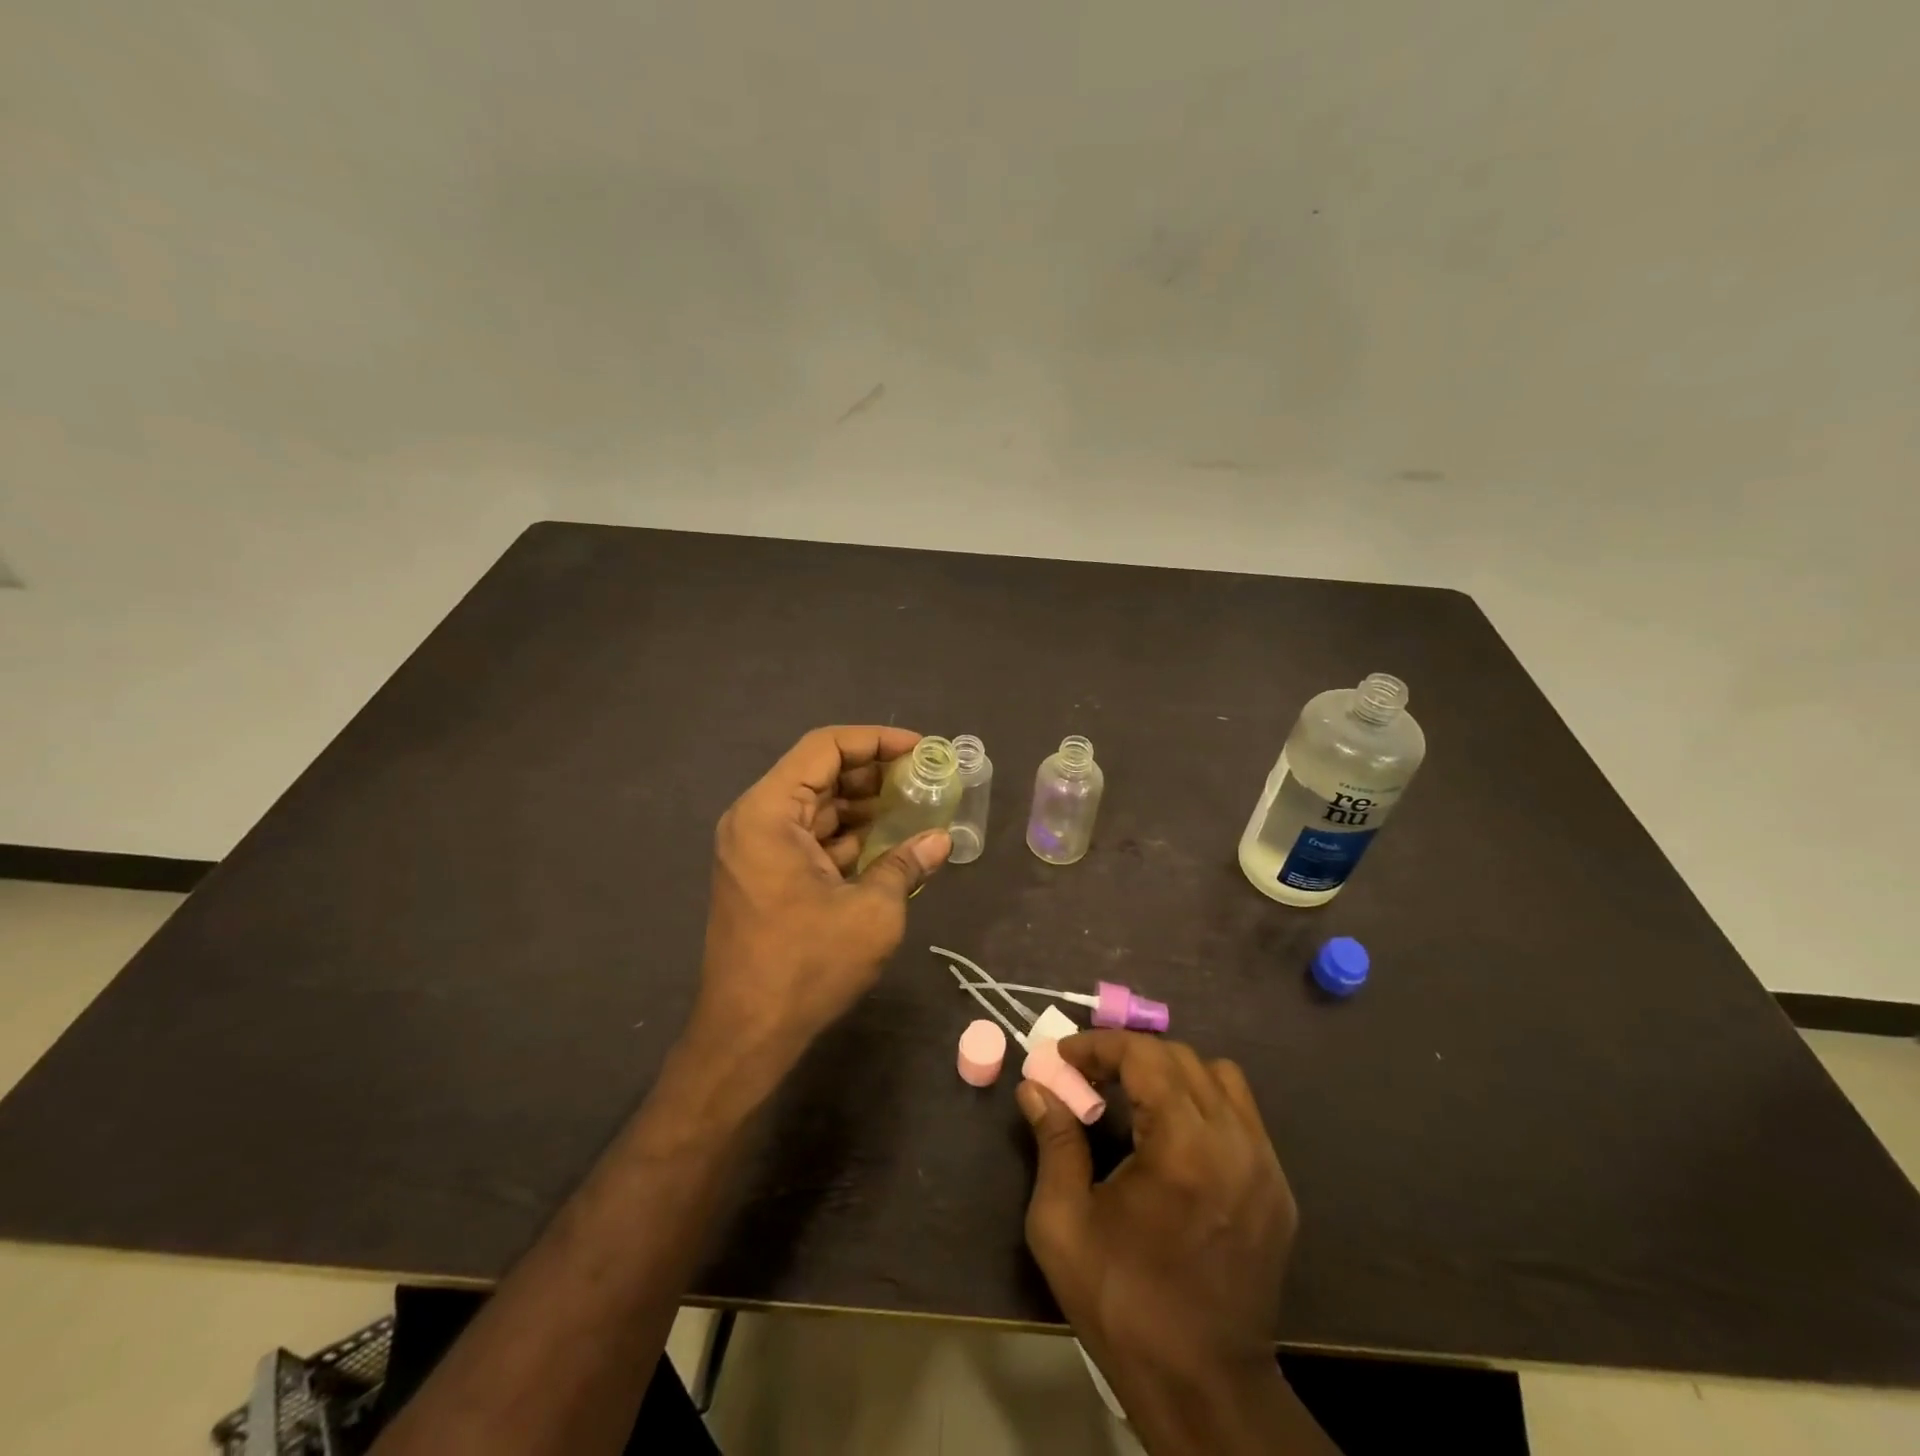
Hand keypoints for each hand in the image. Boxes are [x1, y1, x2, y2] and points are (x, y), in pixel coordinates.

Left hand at [695, 725, 950, 1053]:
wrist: (747, 1034)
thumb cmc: (807, 965)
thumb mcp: (871, 911)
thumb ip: (906, 864)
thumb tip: (941, 840)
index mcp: (769, 813)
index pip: (824, 748)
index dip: (875, 740)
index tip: (919, 748)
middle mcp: (755, 820)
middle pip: (819, 774)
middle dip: (873, 773)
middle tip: (923, 778)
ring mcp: (756, 850)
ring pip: (816, 807)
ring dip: (862, 805)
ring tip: (914, 807)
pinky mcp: (764, 876)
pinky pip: (809, 838)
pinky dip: (846, 836)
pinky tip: (887, 843)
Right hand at [1018, 1032, 1305, 1441]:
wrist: (1205, 1391)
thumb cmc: (1123, 1305)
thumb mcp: (1063, 1225)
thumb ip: (1053, 1142)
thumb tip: (1035, 1087)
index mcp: (1183, 1146)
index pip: (1143, 1055)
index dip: (1098, 1045)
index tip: (1062, 1056)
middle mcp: (1234, 1141)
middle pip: (1180, 1057)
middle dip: (1128, 1055)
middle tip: (1088, 1077)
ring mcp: (1265, 1165)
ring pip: (1219, 1077)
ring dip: (1171, 1073)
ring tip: (1134, 1099)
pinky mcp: (1279, 1189)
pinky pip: (1242, 1115)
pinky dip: (1203, 1103)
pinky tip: (1174, 1137)